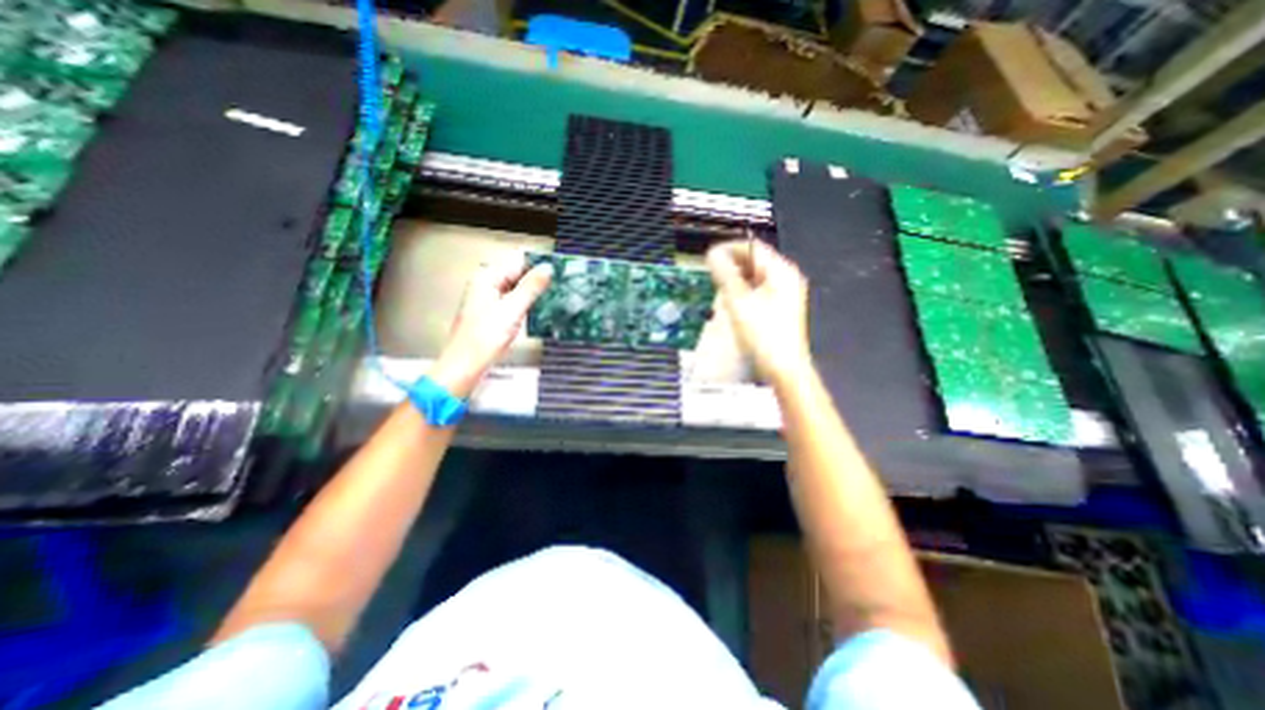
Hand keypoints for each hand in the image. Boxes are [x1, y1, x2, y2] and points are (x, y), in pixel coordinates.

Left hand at [426, 255, 551, 397]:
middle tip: (563, 284)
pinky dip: (527, 302)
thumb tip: (548, 267)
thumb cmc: (486, 336)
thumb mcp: (512, 309)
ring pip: (517, 287)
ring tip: (557, 294)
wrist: (466, 364)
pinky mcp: (494, 312)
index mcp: (487, 277)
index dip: (539, 264)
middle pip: (517, 273)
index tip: (561, 270)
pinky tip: (542, 307)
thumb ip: (531, 287)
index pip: (518, 260)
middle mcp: (487, 283)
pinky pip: (514, 300)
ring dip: (535, 291)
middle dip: (538, 278)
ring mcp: (490, 298)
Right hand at [703, 237, 809, 387]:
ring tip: (717, 285)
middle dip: (731, 264)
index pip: (752, 247)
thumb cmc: (763, 334)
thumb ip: (725, 274)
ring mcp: (784, 294)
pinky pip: (758, 291)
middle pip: (754, 261)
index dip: (728, 248)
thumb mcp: (739, 301)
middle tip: (710, 272)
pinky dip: (743, 291)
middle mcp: (786, 278)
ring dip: (735, 278)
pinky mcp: (779, 309)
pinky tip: (731, 301)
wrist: (783, 368)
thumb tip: (712, 254)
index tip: (709, 256)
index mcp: (781, 271)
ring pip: (755, 277)